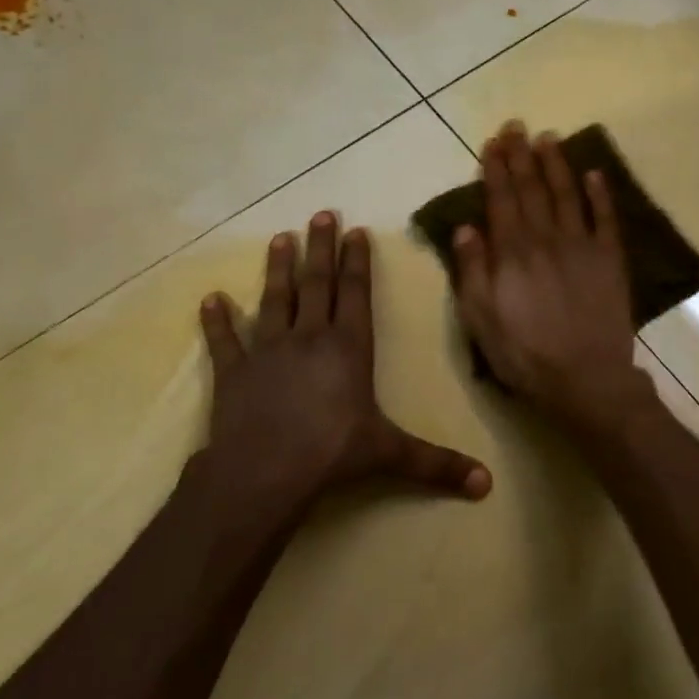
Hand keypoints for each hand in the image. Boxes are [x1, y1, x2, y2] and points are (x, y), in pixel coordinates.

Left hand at [200, 211, 491, 506]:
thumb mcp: (392, 455)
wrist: (264, 473)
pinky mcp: (234, 372)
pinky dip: (217, 321)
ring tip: (280, 239)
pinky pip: (225, 341)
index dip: (356, 261)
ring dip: (277, 269)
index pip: (355, 294)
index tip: (354, 231)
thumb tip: (487, 485)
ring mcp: (268, 351)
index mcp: (349, 348)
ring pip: (274, 300)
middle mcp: (309, 337)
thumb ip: (438, 464)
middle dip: (320, 248)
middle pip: (316, 284)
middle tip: (320, 214)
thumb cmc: (333, 454)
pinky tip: (211, 299)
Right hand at [452, 123, 649, 430]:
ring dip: (556, 164)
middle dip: (521, 156)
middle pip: (532, 189)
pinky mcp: (610, 259)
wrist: (585, 378)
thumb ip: (472, 271)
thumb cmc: (524, 354)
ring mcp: (582, 246)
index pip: (501, 200)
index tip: (492, 143)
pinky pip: (606, 218)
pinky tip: (594, 174)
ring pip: (567, 194)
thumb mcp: (480, 320)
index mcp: (512, 252)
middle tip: (516, 126)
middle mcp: (546, 238)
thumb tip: (465, 227)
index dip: (495, 169)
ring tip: (548, 138)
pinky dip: (600, 194)